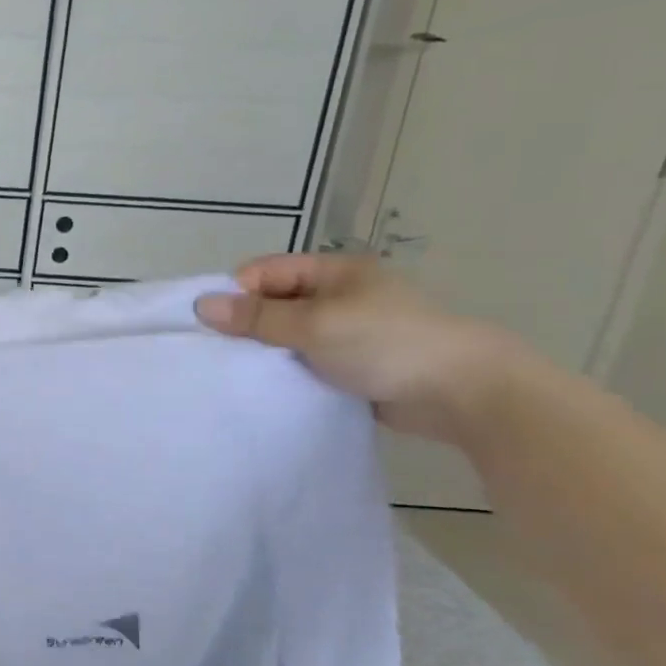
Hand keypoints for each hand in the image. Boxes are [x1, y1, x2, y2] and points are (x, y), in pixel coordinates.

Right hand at [194, 254, 529, 442]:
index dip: (236, 294)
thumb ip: (257, 317)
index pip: (264, 272)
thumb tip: (201, 305)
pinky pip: (304, 361)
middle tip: (221, 353)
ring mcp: (346, 331)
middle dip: (246, 325)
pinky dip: (286, 371)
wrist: (463, 393)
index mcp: (333, 272)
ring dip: (266, 351)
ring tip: (239, 372)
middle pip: (273, 303)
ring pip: (286, 335)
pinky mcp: (351, 364)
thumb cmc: (387, 344)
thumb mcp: (315, 325)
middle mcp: (338, 296)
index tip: (214, 325)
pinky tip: (268, 386)